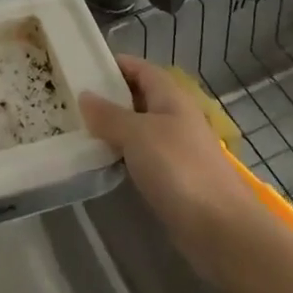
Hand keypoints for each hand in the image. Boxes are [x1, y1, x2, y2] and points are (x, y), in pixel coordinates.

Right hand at [79, 56, 263, 284]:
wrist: (220, 228)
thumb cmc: (178, 168)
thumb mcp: (137, 134)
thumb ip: (109, 115)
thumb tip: (85, 96)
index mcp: (170, 96)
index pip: (139, 68)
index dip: (113, 64)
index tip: (81, 68)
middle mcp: (174, 116)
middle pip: (137, 97)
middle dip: (108, 98)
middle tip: (71, 101)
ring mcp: (175, 148)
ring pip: (138, 128)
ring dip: (112, 128)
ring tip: (78, 130)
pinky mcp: (173, 177)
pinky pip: (141, 156)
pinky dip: (122, 154)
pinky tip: (101, 162)